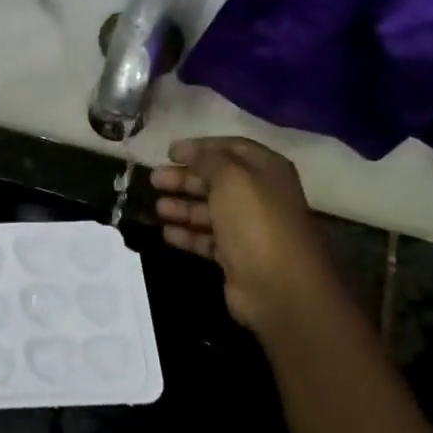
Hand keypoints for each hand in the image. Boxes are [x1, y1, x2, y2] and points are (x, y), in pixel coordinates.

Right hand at [152, 138, 337, 331]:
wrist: (278, 285)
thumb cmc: (255, 221)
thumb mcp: (231, 179)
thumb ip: (208, 160)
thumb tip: (187, 149)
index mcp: (266, 170)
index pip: (231, 148)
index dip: (200, 147)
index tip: (169, 152)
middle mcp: (259, 196)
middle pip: (217, 180)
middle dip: (185, 178)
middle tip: (154, 179)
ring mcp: (248, 228)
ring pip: (209, 211)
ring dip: (183, 206)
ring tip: (157, 207)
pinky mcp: (236, 256)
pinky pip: (207, 239)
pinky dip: (187, 234)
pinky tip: (166, 232)